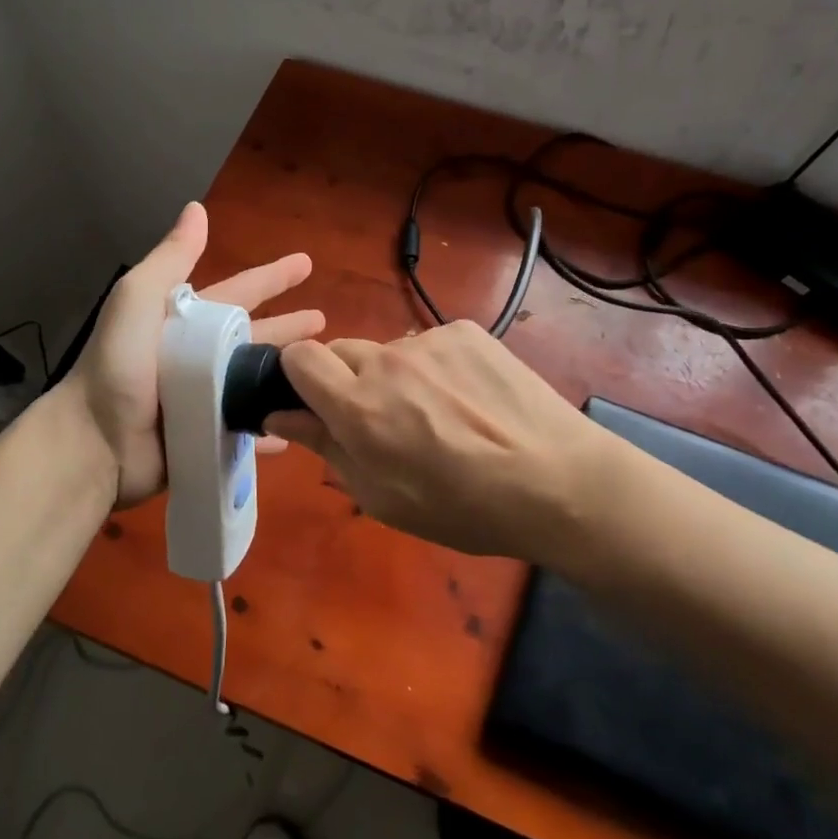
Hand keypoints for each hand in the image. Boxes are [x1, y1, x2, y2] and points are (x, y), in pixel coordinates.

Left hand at [73, 202, 324, 506]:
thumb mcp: (139, 298)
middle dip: (289, 327)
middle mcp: (201, 356)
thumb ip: (172, 258)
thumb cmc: (120, 364)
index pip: (240, 292)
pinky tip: (299, 424)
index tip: (306, 263)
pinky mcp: (211, 434)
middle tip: (324, 322)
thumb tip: (197, 208)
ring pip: (259, 381)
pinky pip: (251, 427)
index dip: (272, 277)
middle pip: (257, 337)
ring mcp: (208, 398)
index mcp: (188, 321)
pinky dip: (273, 426)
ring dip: (288, 375)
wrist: (96, 439)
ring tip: (325, 372)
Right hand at [266, 320, 614, 562]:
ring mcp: (430, 340)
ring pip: (390, 350)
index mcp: (358, 406)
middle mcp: (387, 360)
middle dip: (348, 381)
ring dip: (397, 375)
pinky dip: (437, 367)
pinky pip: (431, 344)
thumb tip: (280, 416)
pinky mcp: (467, 331)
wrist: (557, 481)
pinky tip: (471, 399)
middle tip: (385, 422)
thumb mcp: (382, 496)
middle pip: (341, 351)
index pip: (299, 356)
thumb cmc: (463, 507)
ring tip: (441, 416)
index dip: (299, 377)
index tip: (317, 404)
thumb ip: (325, 447)